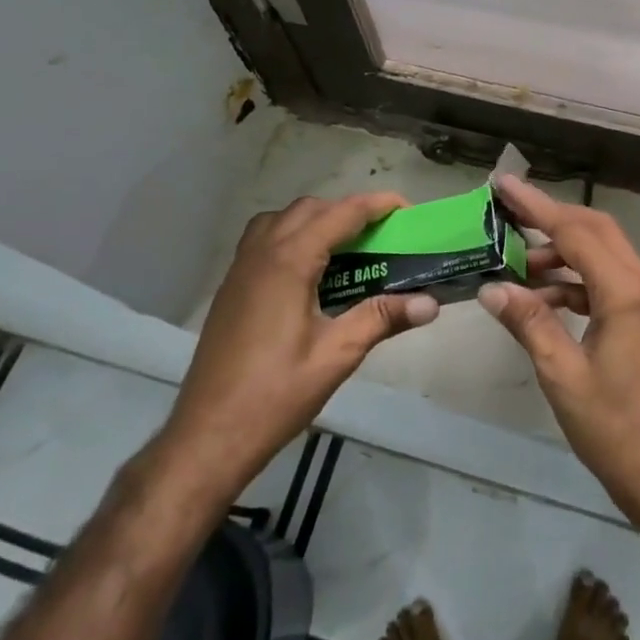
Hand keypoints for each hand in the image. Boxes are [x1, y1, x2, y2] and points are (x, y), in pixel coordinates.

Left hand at [159, 194, 440, 498]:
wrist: (208, 434)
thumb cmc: (276, 394)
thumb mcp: (337, 354)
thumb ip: (382, 318)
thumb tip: (431, 303)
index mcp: (289, 261)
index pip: (341, 214)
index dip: (377, 205)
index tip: (408, 210)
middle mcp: (262, 252)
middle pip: (310, 209)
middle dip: (349, 212)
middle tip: (382, 236)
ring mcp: (240, 268)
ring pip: (282, 220)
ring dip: (317, 221)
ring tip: (346, 250)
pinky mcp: (231, 287)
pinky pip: (263, 240)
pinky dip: (292, 237)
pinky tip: (309, 274)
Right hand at [478, 176, 639, 567]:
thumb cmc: (614, 428)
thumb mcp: (561, 374)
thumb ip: (529, 322)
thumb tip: (491, 287)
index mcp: (626, 293)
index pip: (576, 232)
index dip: (536, 206)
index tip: (504, 185)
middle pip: (596, 231)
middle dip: (551, 217)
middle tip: (507, 213)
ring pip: (602, 254)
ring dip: (562, 251)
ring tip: (516, 261)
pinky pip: (606, 281)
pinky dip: (574, 280)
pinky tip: (542, 294)